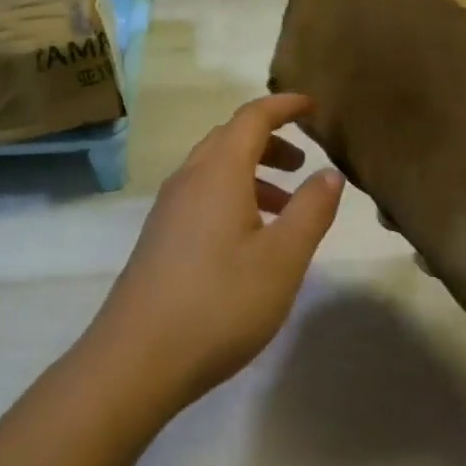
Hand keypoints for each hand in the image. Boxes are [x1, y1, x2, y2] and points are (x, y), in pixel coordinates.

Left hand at [85, 95, 343, 408]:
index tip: (312, 106)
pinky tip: (250, 240)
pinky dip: (233, 197)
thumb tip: (329, 172)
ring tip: (285, 207)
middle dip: (269, 141)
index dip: (284, 106)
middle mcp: (189, 179)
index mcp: (218, 172)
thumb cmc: (219, 302)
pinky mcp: (160, 238)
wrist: (136, 360)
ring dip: (252, 173)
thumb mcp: (283, 258)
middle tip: (302, 163)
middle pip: (230, 139)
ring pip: (214, 170)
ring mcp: (168, 209)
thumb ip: (311, 210)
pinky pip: (202, 196)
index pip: (253, 117)